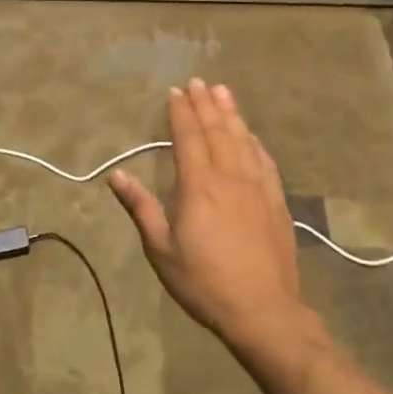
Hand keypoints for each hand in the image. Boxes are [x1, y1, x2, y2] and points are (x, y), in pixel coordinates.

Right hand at [106, 80, 302, 349]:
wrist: (263, 311)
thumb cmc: (204, 282)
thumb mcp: (161, 249)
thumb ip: (140, 207)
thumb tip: (116, 176)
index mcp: (199, 185)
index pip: (188, 137)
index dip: (181, 112)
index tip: (175, 92)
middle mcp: (230, 177)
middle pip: (216, 131)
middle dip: (205, 104)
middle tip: (197, 82)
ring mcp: (257, 187)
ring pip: (243, 139)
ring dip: (231, 113)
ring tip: (222, 92)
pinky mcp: (276, 201)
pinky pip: (264, 160)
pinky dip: (254, 141)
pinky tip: (250, 134)